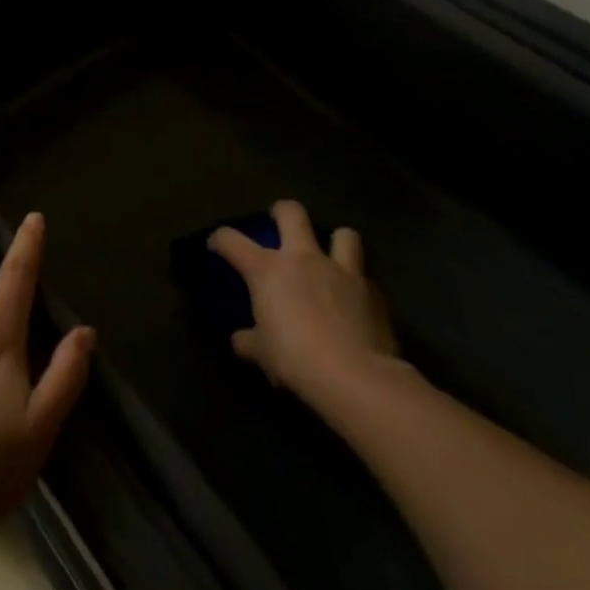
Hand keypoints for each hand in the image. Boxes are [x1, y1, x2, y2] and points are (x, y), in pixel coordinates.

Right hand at [209, 200, 400, 405]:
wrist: (356, 378)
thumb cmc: (295, 358)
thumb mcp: (262, 353)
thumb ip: (249, 341)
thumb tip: (240, 340)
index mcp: (267, 269)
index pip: (231, 240)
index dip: (220, 239)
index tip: (217, 246)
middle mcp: (303, 259)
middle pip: (292, 212)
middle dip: (282, 211)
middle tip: (279, 222)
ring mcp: (341, 272)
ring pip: (344, 235)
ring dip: (336, 242)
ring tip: (331, 258)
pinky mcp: (373, 294)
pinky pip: (365, 280)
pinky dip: (358, 287)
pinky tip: (355, 304)